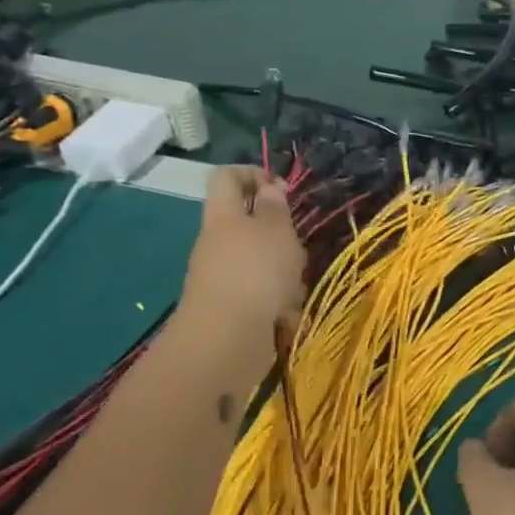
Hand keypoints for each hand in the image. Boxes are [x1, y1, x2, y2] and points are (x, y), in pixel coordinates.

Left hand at [178, 167, 306, 345]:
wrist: (227, 341)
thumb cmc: (255, 273)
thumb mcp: (275, 230)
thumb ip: (274, 207)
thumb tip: (268, 187)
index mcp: (223, 215)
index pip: (227, 177)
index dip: (253, 173)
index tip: (283, 189)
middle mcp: (218, 243)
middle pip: (249, 225)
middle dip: (280, 236)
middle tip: (296, 247)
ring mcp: (223, 278)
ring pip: (262, 263)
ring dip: (285, 274)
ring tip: (294, 289)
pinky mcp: (233, 309)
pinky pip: (262, 296)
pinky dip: (278, 304)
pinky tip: (286, 317)